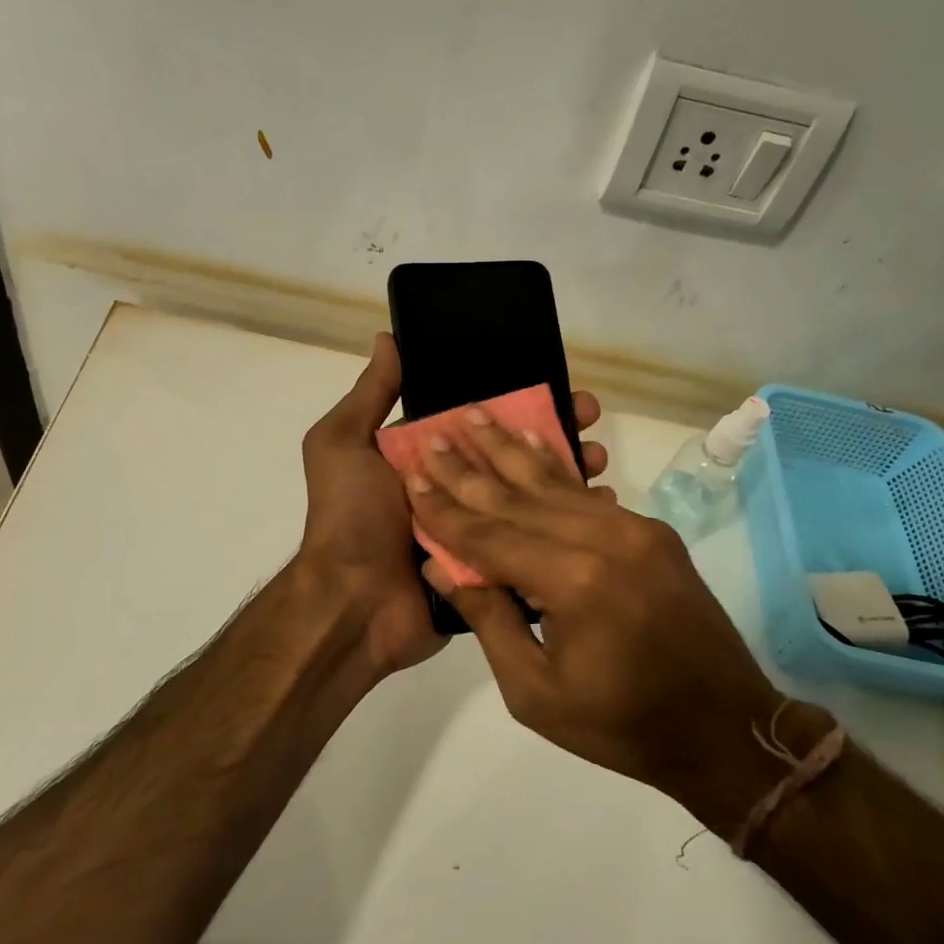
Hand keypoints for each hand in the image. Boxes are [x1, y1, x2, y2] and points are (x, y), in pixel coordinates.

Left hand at [298, 333, 608, 681]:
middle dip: (553, 433)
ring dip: (566, 474)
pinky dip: (564, 524)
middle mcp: (455, 488)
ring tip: (599, 459)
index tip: (559, 384)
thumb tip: (390, 338)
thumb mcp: (343, 445)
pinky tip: (598, 506)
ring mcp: (477, 528)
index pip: (480, 420)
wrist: (354, 605)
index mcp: (426, 457)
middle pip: (512, 454)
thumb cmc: (350, 518)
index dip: (518, 401)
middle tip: (590, 418)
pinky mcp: (493, 565)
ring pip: (530, 495)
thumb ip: (370, 396)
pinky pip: (533, 540)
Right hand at [403, 409, 820, 835]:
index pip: (489, 536)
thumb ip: (489, 620)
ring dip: (509, 450)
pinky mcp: (651, 531)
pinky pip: (589, 494)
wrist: (723, 727)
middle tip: (430, 434)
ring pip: (555, 483)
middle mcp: (603, 539)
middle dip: (468, 468)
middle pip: (517, 497)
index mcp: (573, 582)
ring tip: (474, 416)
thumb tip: (441, 565)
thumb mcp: (535, 691)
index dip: (445, 510)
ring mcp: (634, 529)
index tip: (410, 478)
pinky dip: (556, 466)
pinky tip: (533, 439)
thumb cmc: (620, 724)